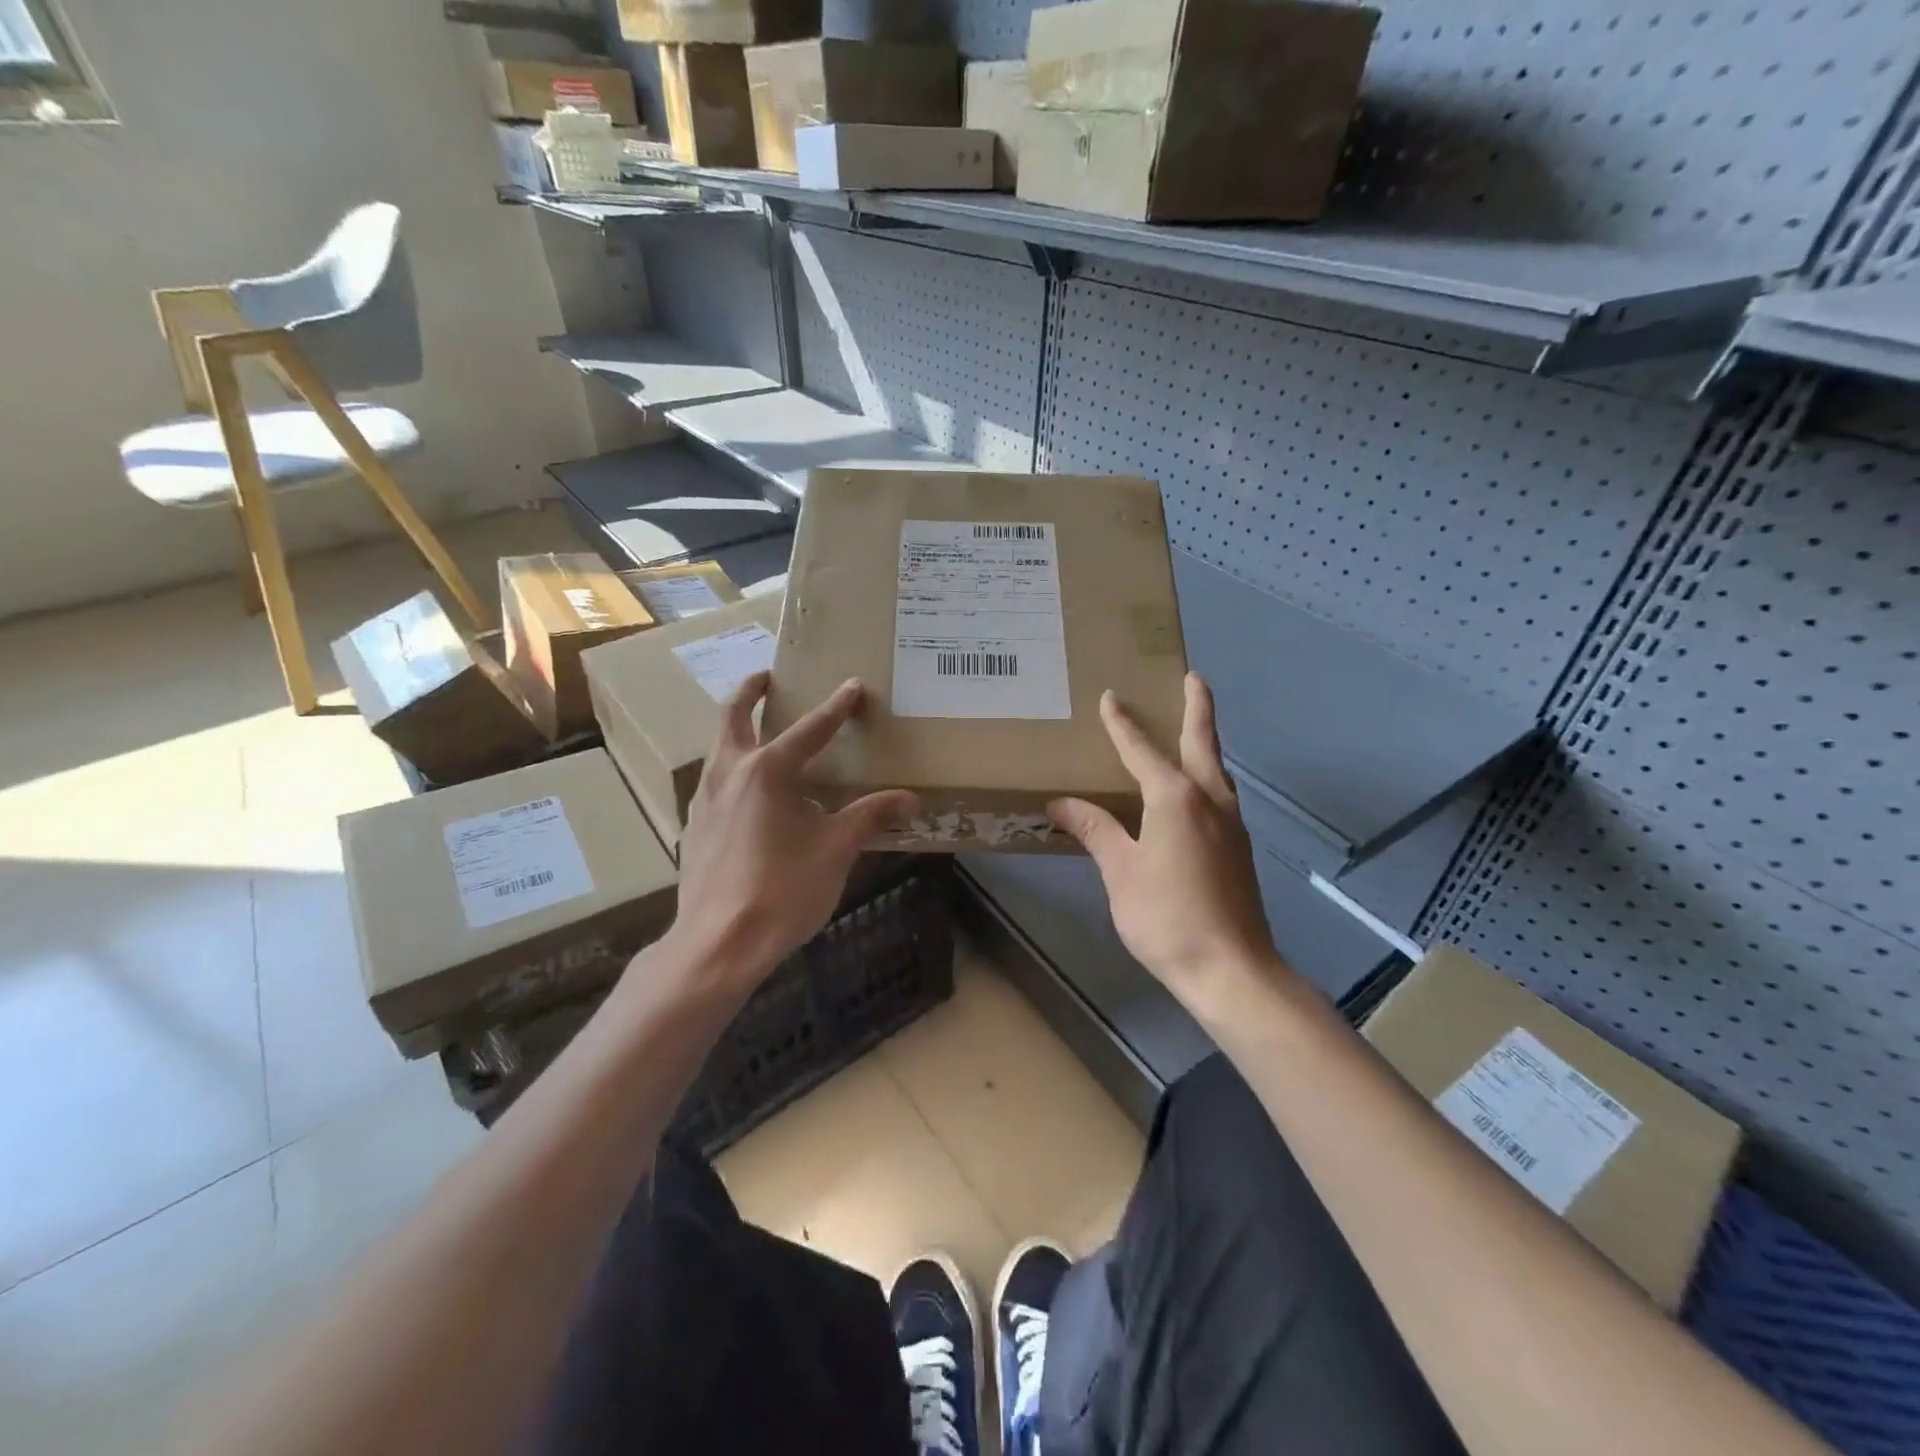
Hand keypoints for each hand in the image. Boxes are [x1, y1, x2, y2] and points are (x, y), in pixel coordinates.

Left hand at [667, 673, 918, 994]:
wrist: (718, 944)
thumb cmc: (782, 891)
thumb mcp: (836, 850)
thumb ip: (871, 816)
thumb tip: (911, 800)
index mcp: (768, 770)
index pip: (810, 728)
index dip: (837, 707)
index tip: (853, 686)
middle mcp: (730, 773)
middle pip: (734, 716)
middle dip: (751, 691)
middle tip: (767, 677)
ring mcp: (705, 800)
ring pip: (719, 748)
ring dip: (737, 730)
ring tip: (760, 734)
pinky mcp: (695, 828)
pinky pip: (715, 782)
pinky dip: (732, 770)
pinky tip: (749, 797)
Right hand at [1049, 674, 1286, 1012]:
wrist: (1231, 969)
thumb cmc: (1167, 917)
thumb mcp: (1121, 872)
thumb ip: (1095, 831)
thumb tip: (1061, 803)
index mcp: (1175, 798)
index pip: (1142, 749)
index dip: (1123, 723)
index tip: (1111, 698)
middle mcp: (1209, 799)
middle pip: (1202, 742)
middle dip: (1197, 708)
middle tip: (1193, 678)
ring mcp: (1231, 824)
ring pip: (1216, 769)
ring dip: (1205, 742)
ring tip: (1192, 728)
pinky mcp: (1238, 848)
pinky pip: (1220, 795)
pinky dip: (1206, 776)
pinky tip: (1194, 792)